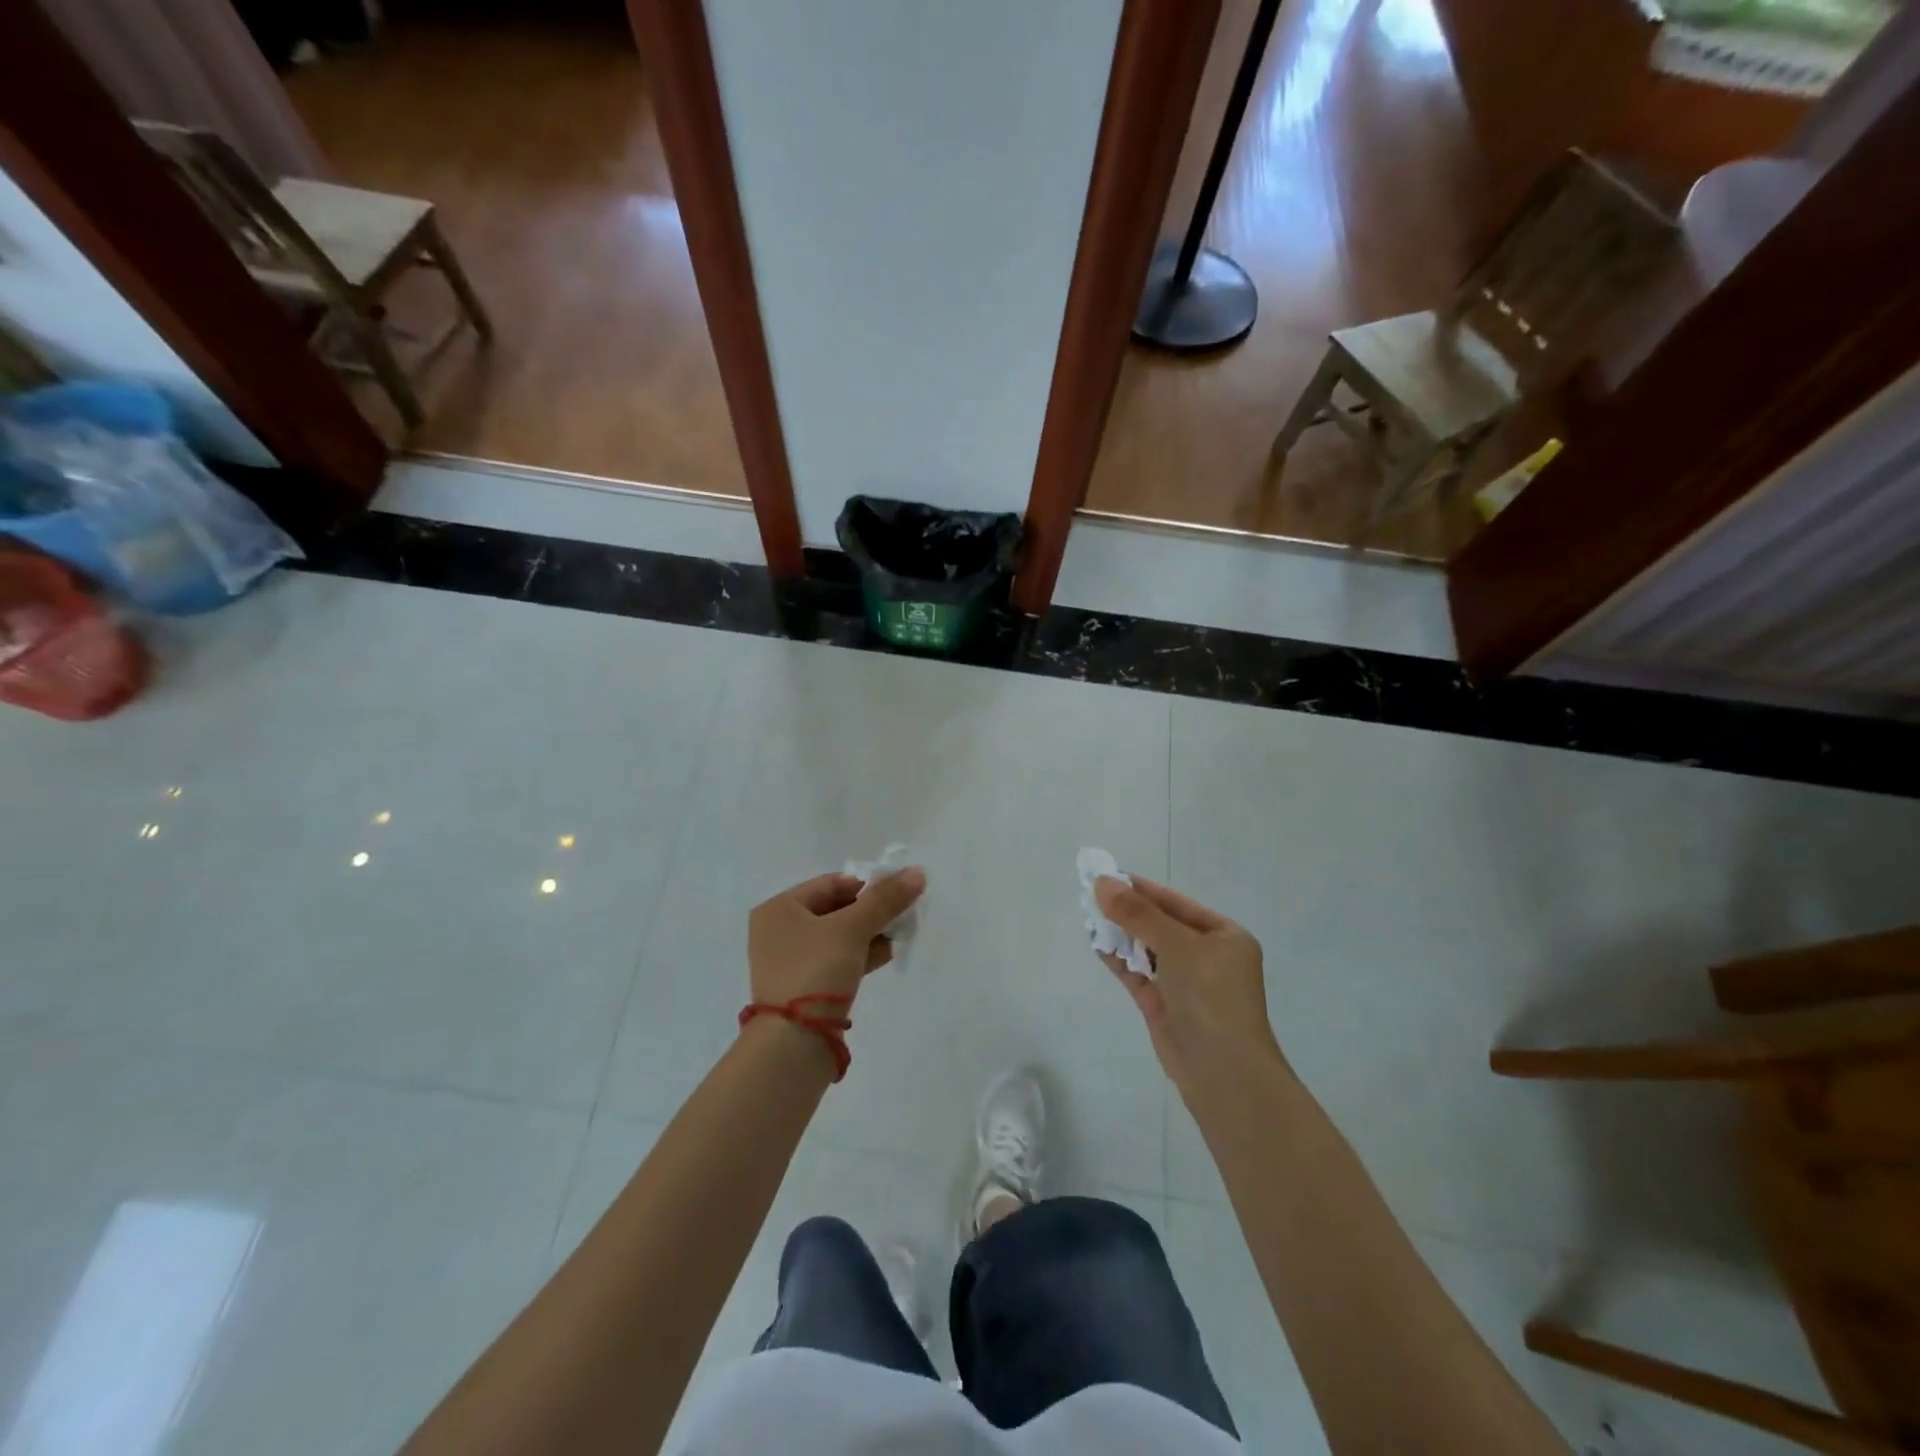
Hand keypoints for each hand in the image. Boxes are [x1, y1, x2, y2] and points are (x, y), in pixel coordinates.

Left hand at [747, 868, 926, 1008]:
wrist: (793, 1043)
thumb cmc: (816, 970)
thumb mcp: (853, 929)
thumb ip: (885, 900)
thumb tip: (917, 873)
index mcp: (780, 908)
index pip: (832, 883)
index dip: (867, 885)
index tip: (898, 893)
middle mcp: (779, 931)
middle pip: (836, 909)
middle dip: (872, 911)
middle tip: (903, 914)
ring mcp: (790, 961)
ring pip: (838, 937)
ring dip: (870, 933)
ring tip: (901, 933)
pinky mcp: (803, 987)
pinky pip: (836, 960)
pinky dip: (860, 954)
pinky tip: (887, 953)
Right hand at [1095, 876, 1282, 1092]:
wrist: (1223, 1073)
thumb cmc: (1211, 997)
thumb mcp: (1177, 945)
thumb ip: (1138, 914)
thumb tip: (1102, 883)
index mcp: (1224, 936)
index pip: (1177, 904)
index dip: (1142, 890)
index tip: (1108, 876)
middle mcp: (1207, 957)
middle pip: (1161, 925)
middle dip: (1128, 911)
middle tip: (1091, 894)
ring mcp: (1185, 983)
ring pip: (1147, 949)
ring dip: (1121, 934)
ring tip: (1089, 916)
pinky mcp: (1165, 1006)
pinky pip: (1139, 974)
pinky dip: (1120, 960)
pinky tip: (1097, 944)